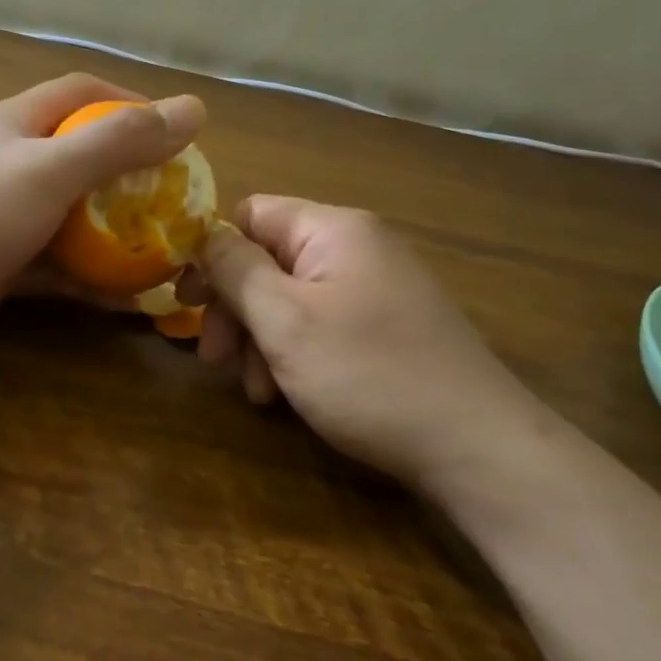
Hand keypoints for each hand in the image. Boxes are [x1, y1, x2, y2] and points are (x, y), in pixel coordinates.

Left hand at [0, 74, 205, 356]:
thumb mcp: (52, 167)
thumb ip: (120, 140)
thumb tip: (194, 109)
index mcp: (18, 125)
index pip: (83, 94)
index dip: (131, 104)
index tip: (176, 132)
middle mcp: (12, 165)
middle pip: (82, 159)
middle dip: (131, 177)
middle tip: (177, 201)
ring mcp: (6, 219)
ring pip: (73, 219)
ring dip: (115, 234)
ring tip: (165, 251)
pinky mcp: (3, 267)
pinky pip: (59, 268)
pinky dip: (91, 280)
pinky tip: (129, 298)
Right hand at [198, 196, 540, 484]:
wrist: (474, 445)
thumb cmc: (368, 374)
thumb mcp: (286, 320)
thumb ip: (236, 270)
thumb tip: (203, 235)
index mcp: (334, 230)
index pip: (251, 215)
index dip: (212, 253)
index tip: (186, 303)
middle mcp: (357, 249)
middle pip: (268, 261)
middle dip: (234, 310)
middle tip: (212, 359)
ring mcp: (376, 290)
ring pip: (290, 300)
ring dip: (260, 341)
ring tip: (257, 392)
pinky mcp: (387, 329)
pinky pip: (321, 326)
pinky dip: (294, 355)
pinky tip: (286, 396)